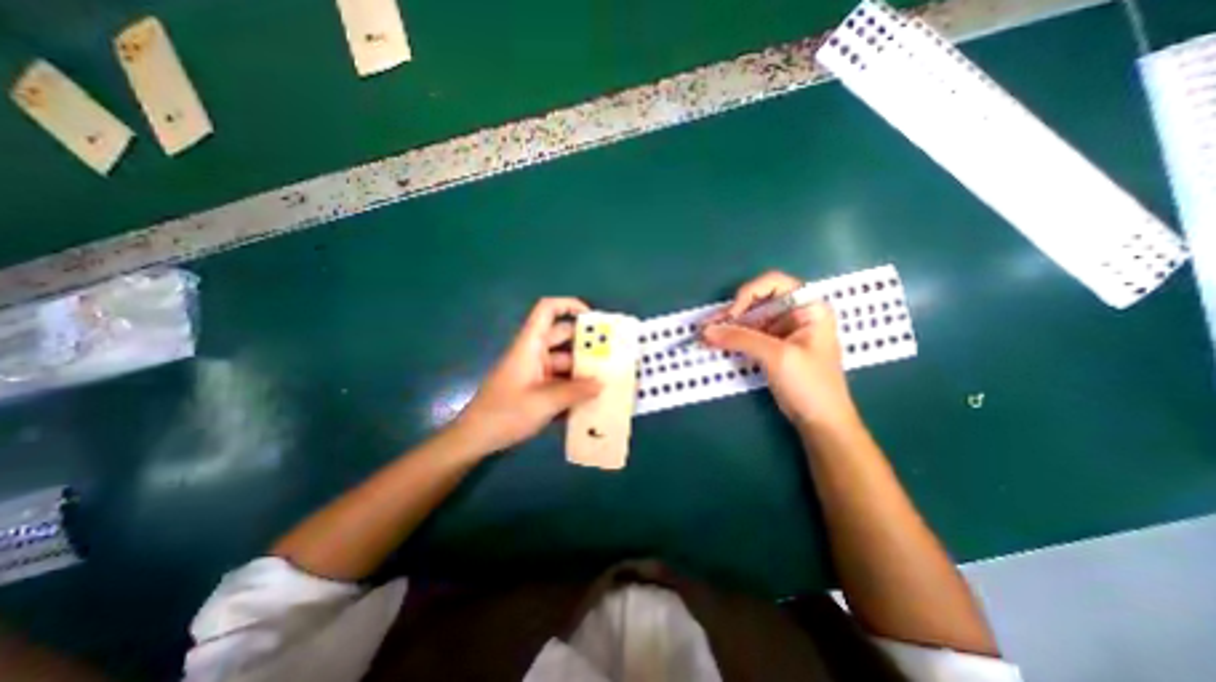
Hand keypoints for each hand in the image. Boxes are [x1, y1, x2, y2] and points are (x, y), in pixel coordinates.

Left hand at [450, 296, 602, 452]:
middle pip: (563, 336)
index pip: (547, 310)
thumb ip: (575, 392)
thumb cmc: (505, 413)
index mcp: (530, 345)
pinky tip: (592, 398)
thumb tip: (602, 383)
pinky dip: (575, 385)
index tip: (594, 320)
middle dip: (587, 343)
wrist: (476, 438)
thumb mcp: (543, 402)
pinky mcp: (537, 387)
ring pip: (565, 361)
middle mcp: (534, 353)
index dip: (570, 305)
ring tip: (609, 379)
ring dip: (583, 369)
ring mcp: (536, 371)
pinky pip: (561, 379)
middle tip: (613, 354)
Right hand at [698, 272, 857, 432]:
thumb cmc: (810, 384)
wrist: (820, 421)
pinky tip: (714, 342)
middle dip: (731, 313)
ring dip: (726, 326)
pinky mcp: (772, 346)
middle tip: (706, 326)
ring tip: (703, 335)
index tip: (732, 315)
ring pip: (748, 319)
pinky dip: (731, 338)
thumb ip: (741, 339)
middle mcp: (794, 313)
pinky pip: (747, 335)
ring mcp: (782, 330)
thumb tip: (706, 331)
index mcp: (808, 307)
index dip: (749, 294)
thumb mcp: (777, 357)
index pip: (774, 283)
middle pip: (757, 301)